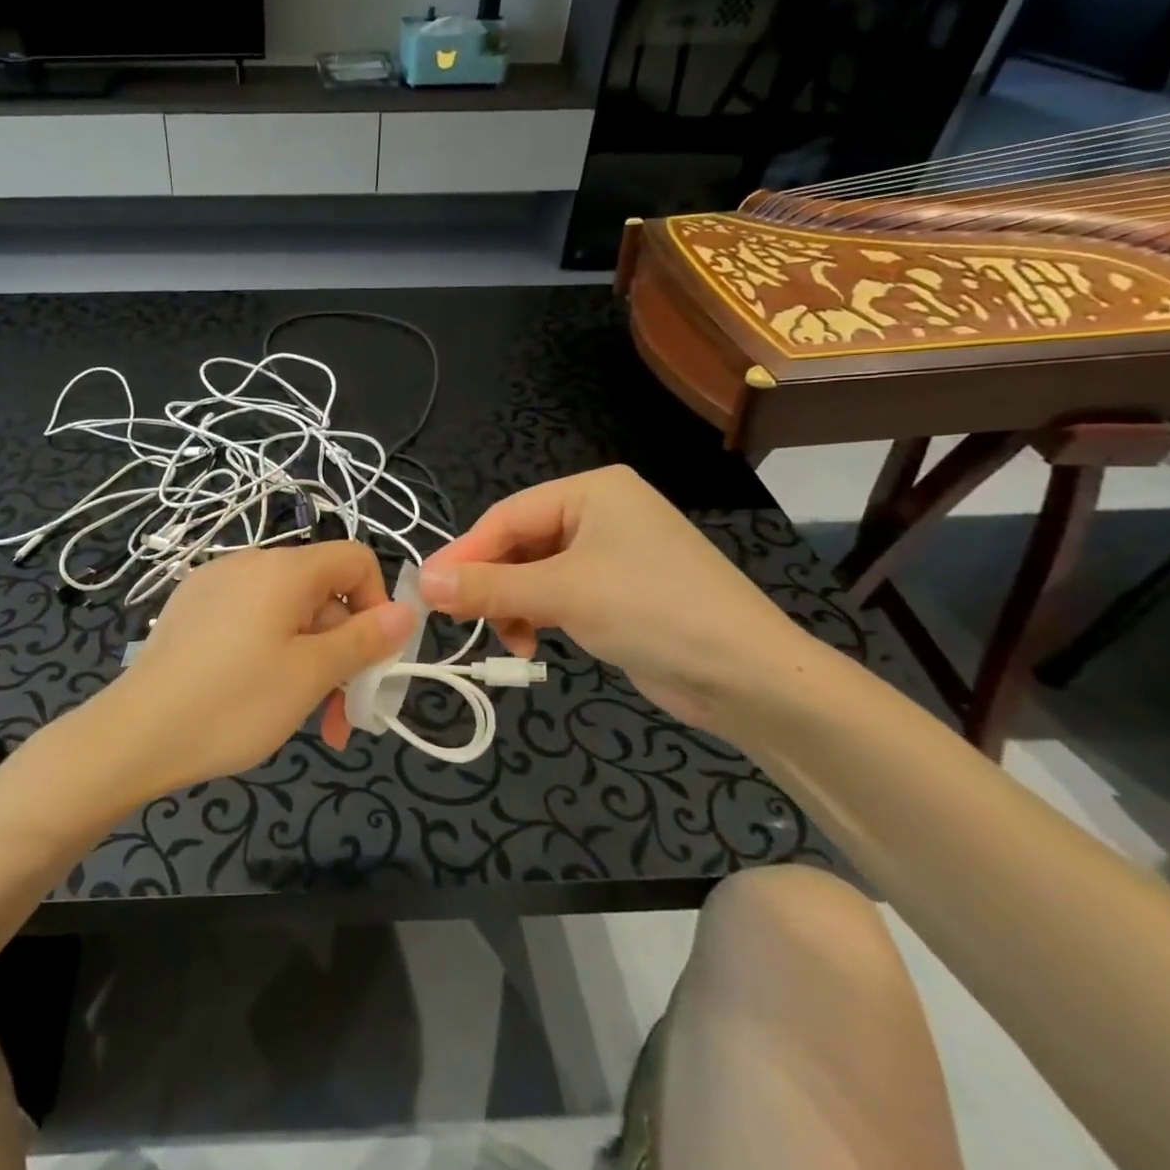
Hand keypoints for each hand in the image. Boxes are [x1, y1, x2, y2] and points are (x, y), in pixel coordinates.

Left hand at [94, 542, 415, 796]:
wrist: (134, 736)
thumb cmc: (234, 703)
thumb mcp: (310, 675)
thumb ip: (364, 640)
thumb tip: (407, 610)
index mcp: (282, 569)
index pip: (354, 560)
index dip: (376, 604)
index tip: (372, 660)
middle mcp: (248, 564)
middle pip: (320, 593)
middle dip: (342, 650)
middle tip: (343, 714)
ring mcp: (214, 586)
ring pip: (286, 615)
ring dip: (310, 661)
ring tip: (308, 719)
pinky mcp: (191, 612)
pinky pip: (251, 622)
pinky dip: (272, 654)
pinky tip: (261, 699)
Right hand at [418, 466, 813, 729]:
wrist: (748, 678)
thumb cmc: (653, 612)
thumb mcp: (563, 594)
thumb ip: (489, 586)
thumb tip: (421, 581)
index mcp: (593, 492)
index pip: (507, 516)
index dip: (465, 553)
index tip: (427, 588)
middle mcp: (600, 514)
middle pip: (519, 544)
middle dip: (491, 584)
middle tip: (458, 619)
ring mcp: (610, 555)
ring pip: (534, 573)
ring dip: (512, 605)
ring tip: (507, 638)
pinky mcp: (616, 593)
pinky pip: (557, 595)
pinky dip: (537, 616)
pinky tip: (532, 642)